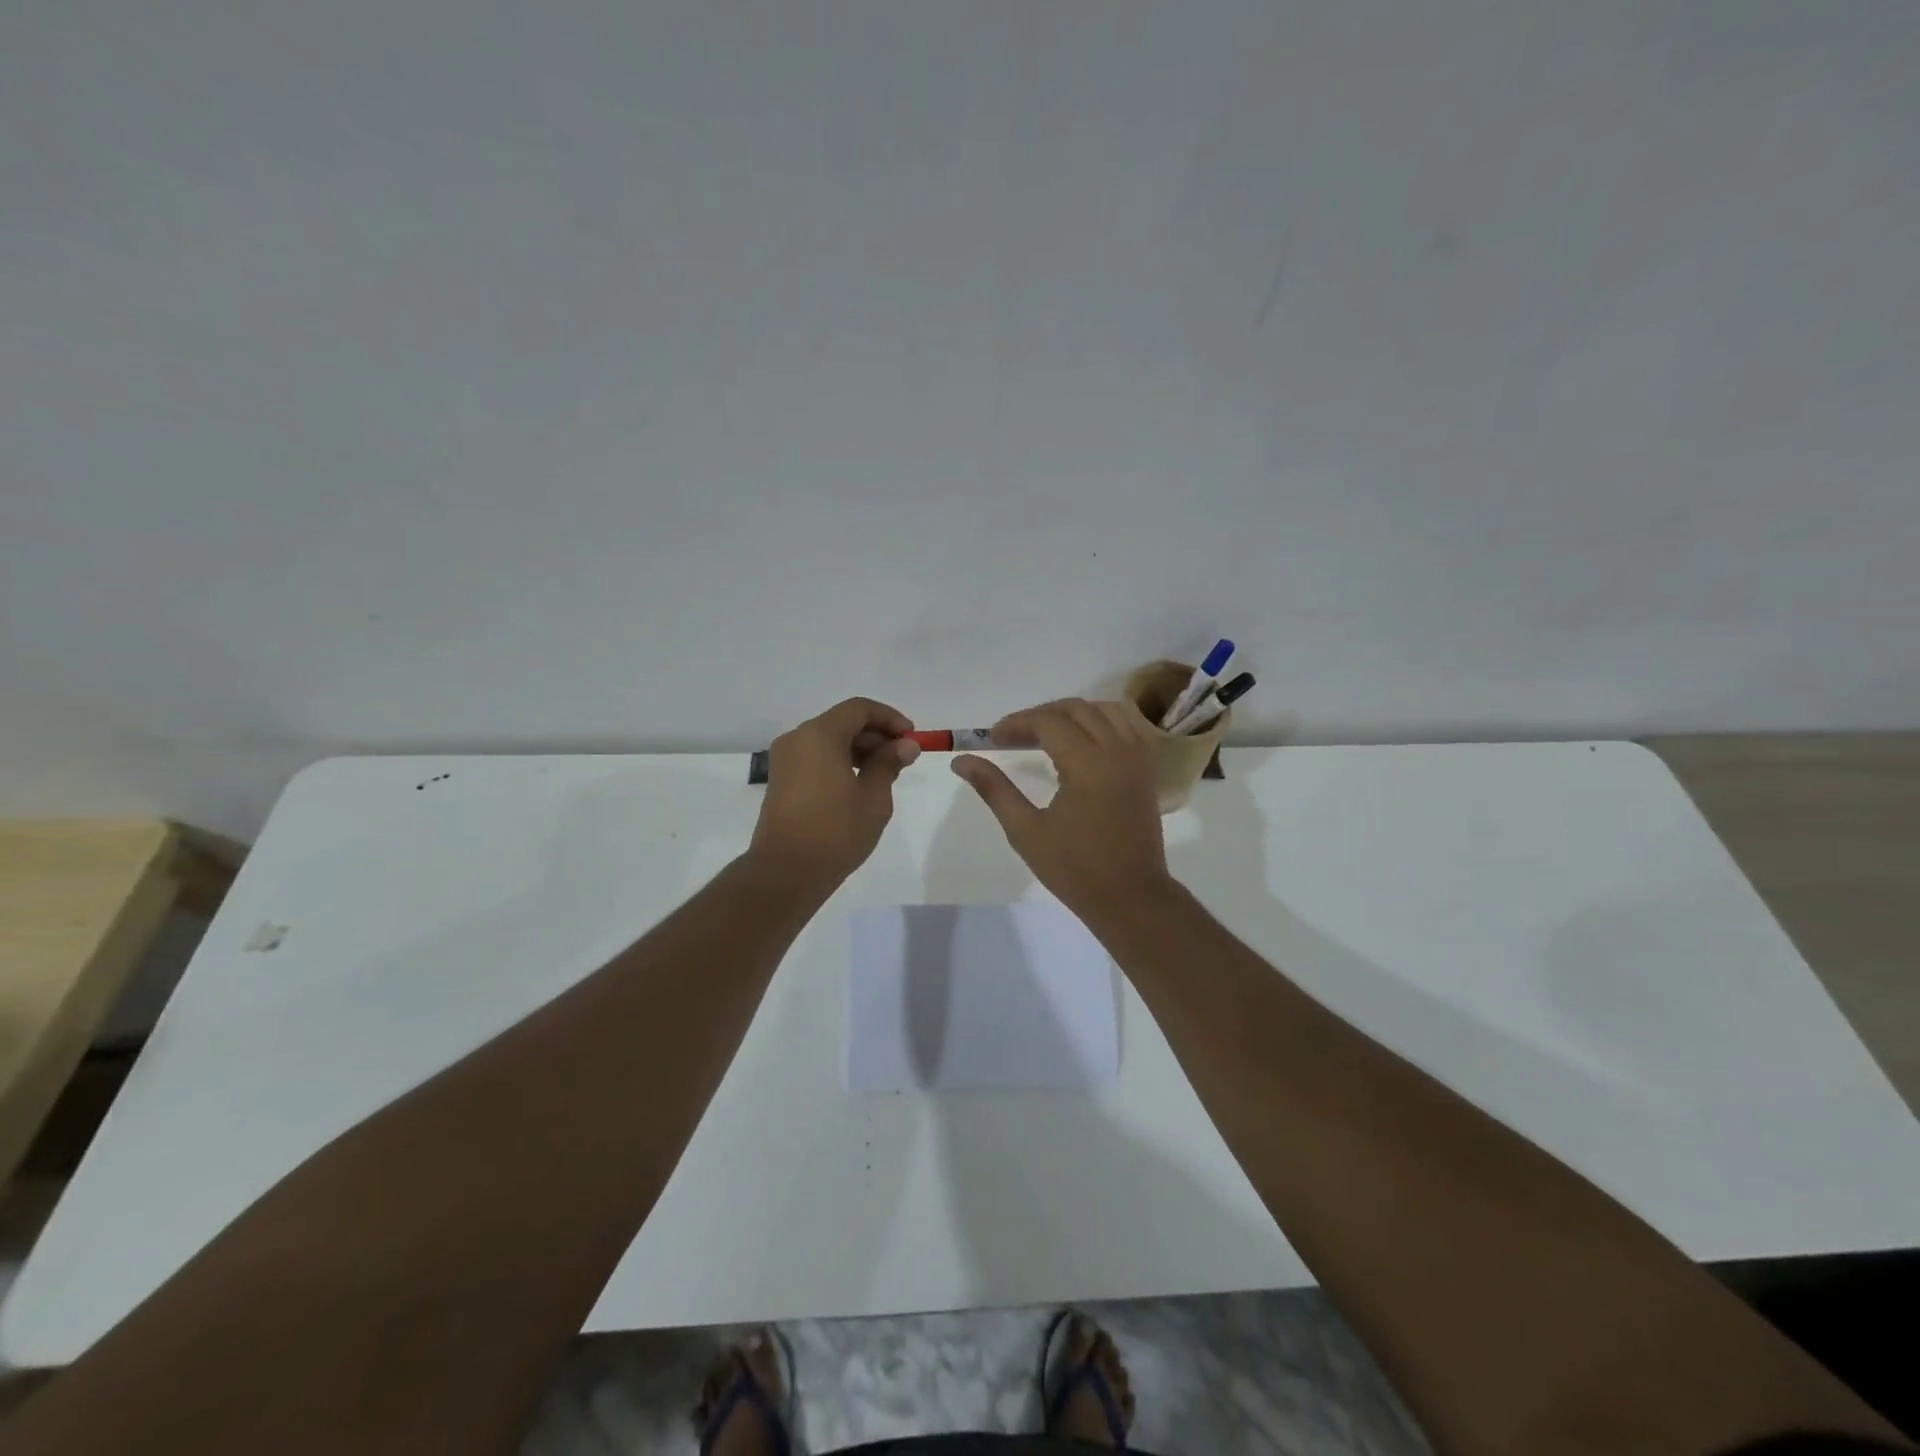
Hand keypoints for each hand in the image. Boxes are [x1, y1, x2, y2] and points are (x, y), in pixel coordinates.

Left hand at [748, 698, 920, 894]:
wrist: (786, 873)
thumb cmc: (836, 832)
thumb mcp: (873, 798)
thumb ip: (889, 764)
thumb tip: (905, 745)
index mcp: (819, 735)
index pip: (859, 709)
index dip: (889, 718)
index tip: (910, 738)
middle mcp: (797, 738)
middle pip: (842, 721)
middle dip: (875, 734)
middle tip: (901, 758)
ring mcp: (785, 759)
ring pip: (828, 739)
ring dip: (858, 748)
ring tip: (884, 774)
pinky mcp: (781, 779)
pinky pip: (815, 756)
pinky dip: (839, 760)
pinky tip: (858, 784)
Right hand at [951, 698, 1172, 921]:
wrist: (1131, 898)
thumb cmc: (1075, 869)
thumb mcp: (1026, 831)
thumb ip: (994, 789)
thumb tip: (961, 761)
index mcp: (1087, 764)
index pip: (1048, 722)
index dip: (1017, 723)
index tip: (992, 738)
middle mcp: (1116, 751)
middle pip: (1076, 708)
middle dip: (1040, 715)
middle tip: (1013, 736)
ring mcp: (1136, 758)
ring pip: (1104, 710)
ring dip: (1071, 713)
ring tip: (1045, 734)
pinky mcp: (1145, 769)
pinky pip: (1125, 726)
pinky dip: (1100, 721)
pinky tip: (1080, 742)